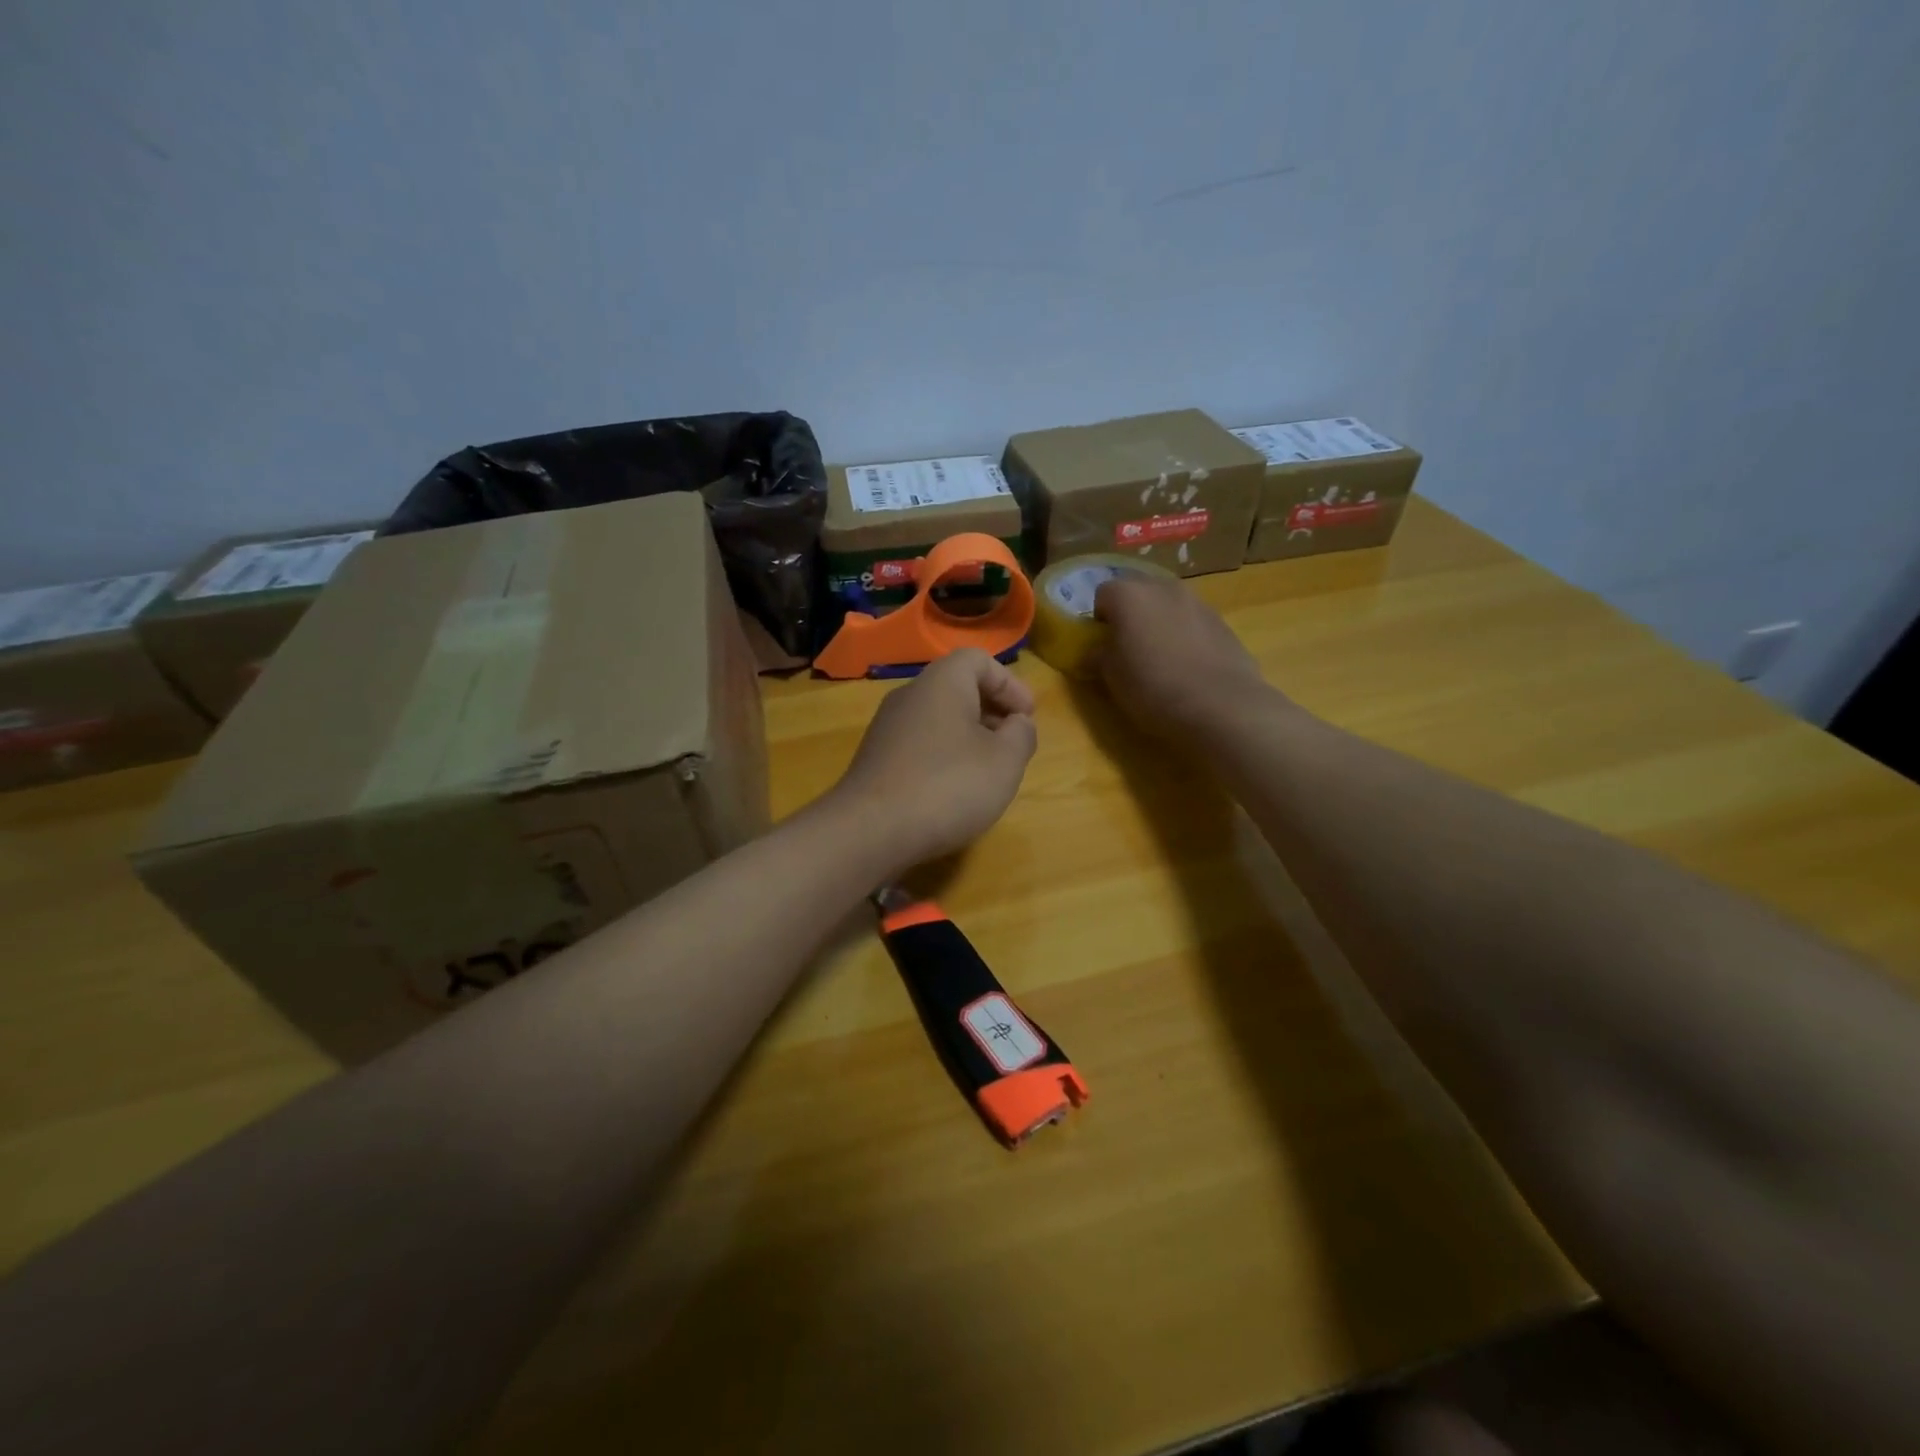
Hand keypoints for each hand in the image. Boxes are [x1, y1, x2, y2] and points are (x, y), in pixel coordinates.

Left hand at [831, 649, 1037, 870]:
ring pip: (937, 718)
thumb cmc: (948, 786)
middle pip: (957, 688)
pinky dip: (943, 756)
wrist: (869, 831)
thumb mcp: (1005, 761)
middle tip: (1013, 744)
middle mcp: (909, 695)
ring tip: (987, 772)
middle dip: (991, 711)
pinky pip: (919, 744)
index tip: (1027, 717)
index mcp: (941, 683)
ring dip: (968, 737)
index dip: (1010, 684)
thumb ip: (1022, 734)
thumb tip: (1017, 724)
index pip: (978, 660)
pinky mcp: (875, 759)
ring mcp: (886, 728)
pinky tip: (953, 791)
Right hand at [1093, 575, 1277, 739]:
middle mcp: (1164, 588)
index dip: (1099, 620)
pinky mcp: (1223, 622)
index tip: (1103, 646)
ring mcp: (1198, 602)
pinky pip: (1193, 623)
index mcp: (1130, 595)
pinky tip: (1189, 668)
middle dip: (1131, 615)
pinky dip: (1186, 637)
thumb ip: (1099, 656)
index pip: (1102, 594)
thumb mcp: (1111, 677)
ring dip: (1160, 624)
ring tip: (1162, 660)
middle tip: (1130, 649)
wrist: (1220, 705)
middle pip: (1138, 593)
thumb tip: (1096, 652)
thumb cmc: (1153, 687)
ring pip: (1168, 606)